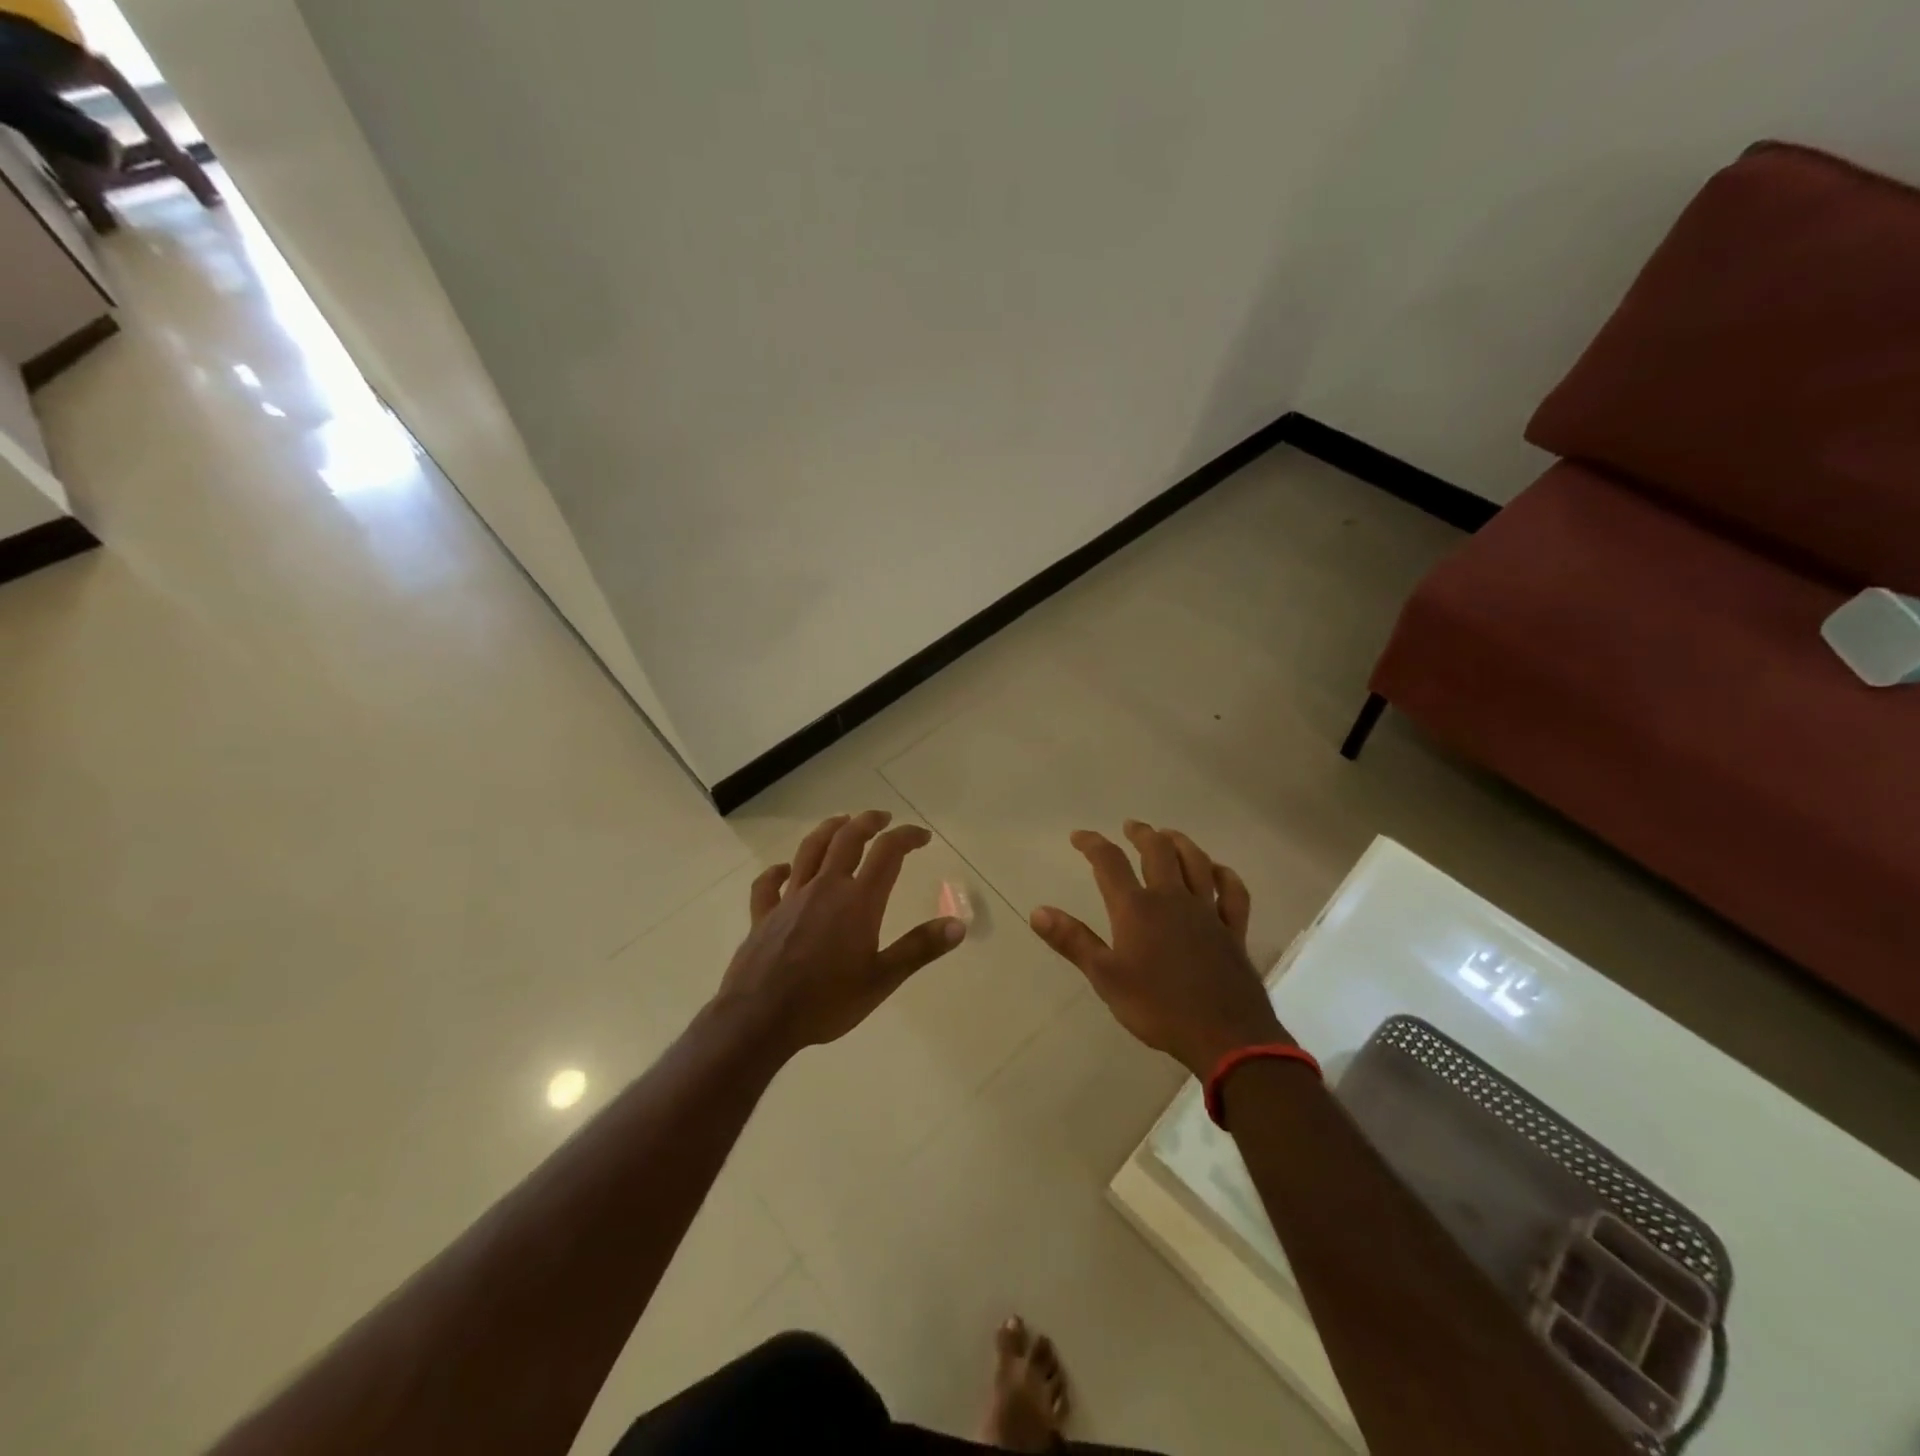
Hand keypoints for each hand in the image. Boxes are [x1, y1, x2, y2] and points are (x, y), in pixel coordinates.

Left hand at [714, 810, 966, 1056]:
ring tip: (841, 821)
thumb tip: (958, 925)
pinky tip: (785, 869)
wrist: (760, 1018)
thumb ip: (920, 949)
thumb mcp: (882, 980)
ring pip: (810, 850)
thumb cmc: (827, 1001)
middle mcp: (825, 888)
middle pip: (847, 839)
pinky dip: (778, 870)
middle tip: (883, 818)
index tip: (922, 836)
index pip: (888, 853)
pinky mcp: (763, 914)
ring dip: (828, 830)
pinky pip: (768, 883)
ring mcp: (790, 898)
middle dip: (868, 822)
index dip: (907, 837)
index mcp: (858, 901)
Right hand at [1028, 821, 1286, 1075]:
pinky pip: (1233, 893)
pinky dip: (1225, 876)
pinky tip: (1218, 871)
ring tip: (1169, 835)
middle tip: (1131, 826)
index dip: (1092, 844)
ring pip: (1196, 863)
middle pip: (1158, 851)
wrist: (1225, 1035)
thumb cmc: (1157, 1007)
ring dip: (1181, 843)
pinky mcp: (1233, 930)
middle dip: (1142, 834)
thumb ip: (1073, 941)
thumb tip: (1037, 911)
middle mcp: (1172, 899)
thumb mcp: (1105, 977)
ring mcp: (1208, 912)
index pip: (1109, 863)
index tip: (1079, 836)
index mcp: (1137, 908)